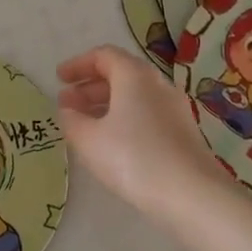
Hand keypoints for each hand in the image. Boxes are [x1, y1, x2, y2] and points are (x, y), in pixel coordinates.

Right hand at [56, 45, 224, 228]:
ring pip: (134, 95)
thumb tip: (68, 110)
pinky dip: (124, 118)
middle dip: (90, 86)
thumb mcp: (89, 140)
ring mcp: (174, 107)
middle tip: (68, 104)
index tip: (59, 78)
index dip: (78, 65)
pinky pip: (147, 113)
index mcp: (134, 75)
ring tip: (85, 124)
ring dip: (106, 104)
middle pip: (120, 73)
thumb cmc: (133, 158)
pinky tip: (113, 142)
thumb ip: (72, 120)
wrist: (192, 194)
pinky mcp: (183, 131)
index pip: (103, 56)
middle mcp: (157, 84)